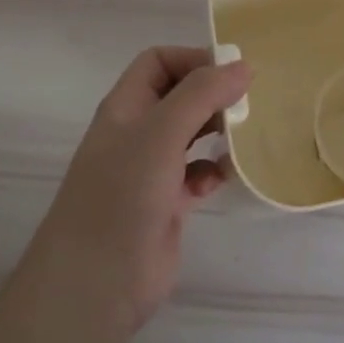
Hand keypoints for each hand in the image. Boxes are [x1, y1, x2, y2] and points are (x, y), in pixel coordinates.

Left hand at [36, 47, 250, 332]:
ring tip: (242, 137)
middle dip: (213, 95)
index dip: (194, 59)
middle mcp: (136, 133)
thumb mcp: (161, 133)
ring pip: (191, 134)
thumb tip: (243, 66)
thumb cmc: (122, 196)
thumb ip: (202, 94)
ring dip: (218, 132)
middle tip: (247, 104)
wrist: (95, 283)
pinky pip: (196, 174)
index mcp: (126, 107)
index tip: (234, 72)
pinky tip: (220, 180)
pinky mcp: (166, 203)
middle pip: (179, 95)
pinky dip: (212, 172)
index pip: (159, 61)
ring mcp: (150, 170)